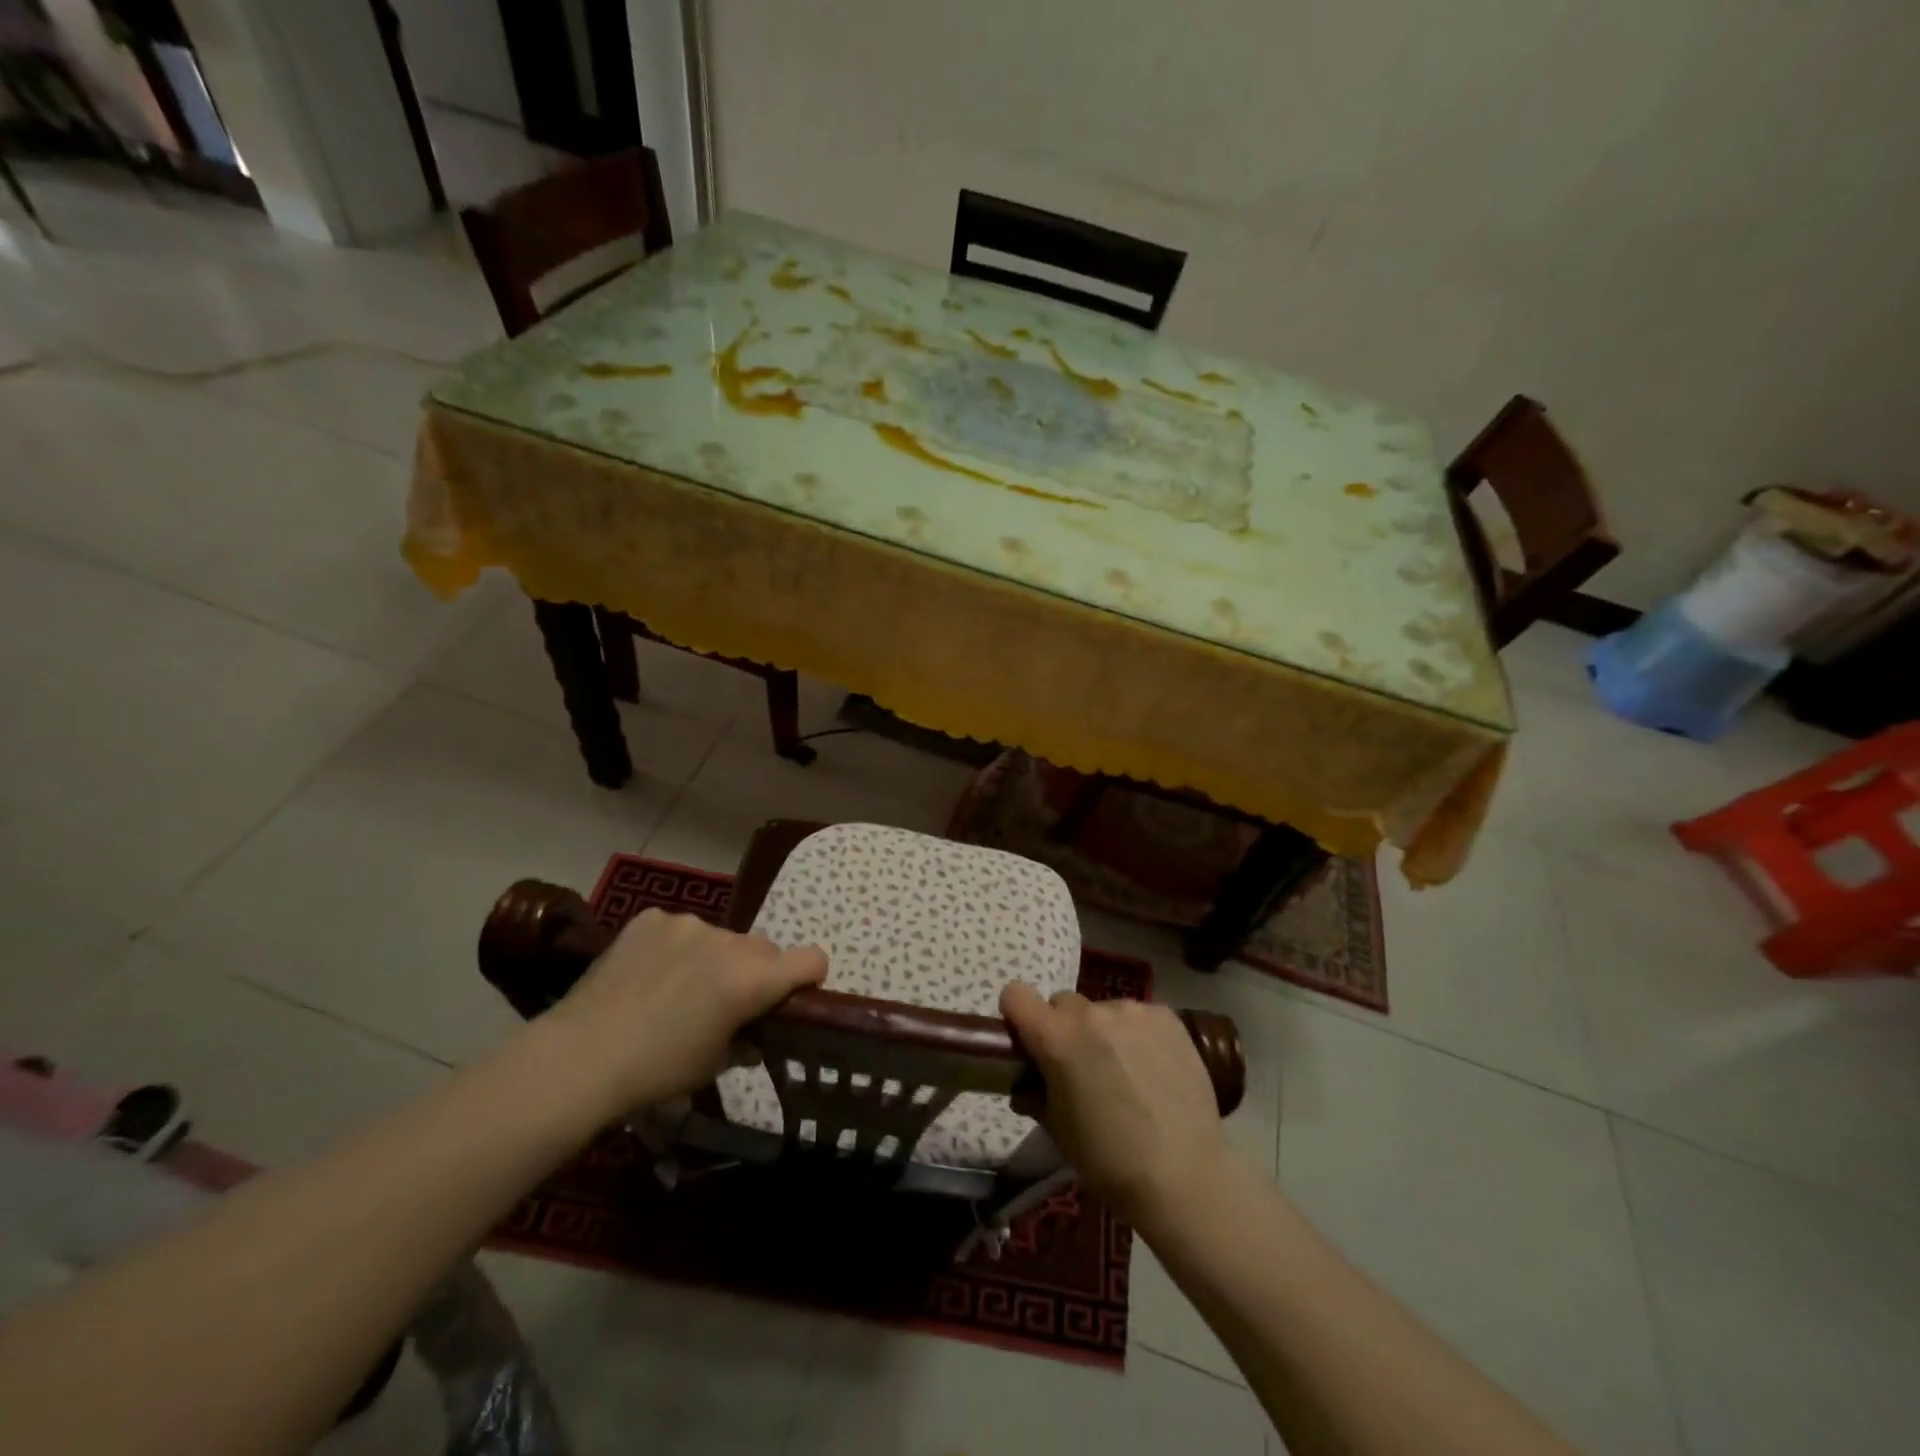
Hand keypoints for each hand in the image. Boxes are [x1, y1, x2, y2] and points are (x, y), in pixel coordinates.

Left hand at [545, 909, 826, 1114]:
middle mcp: (729, 941)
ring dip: (715, 958)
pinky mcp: (653, 918)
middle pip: (764, 948)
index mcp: (751, 979)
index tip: (793, 997)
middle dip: (756, 972)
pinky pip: (680, 930)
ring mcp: (688, 924)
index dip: (810, 977)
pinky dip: (676, 948)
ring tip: (677, 989)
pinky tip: (648, 975)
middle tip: (726, 1003)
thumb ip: (747, 1040)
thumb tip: (755, 1036)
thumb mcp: (714, 1065)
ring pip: (722, 938)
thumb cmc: (656, 1072)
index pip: (812, 959)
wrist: (578, 1057)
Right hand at [1001, 984, 1230, 1221]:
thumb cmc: (1108, 1160)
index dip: (1017, 1016)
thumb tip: (1027, 1080)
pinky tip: (1153, 1069)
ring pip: (1103, 1011)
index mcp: (1056, 1037)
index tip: (1029, 1041)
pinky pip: (1138, 1016)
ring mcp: (1133, 1010)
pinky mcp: (1167, 1017)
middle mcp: (1091, 1013)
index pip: (1016, 995)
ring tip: (1126, 1073)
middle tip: (1082, 1068)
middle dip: (1064, 1029)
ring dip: (1104, 1032)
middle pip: (1063, 1004)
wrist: (1183, 1176)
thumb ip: (1034, 1092)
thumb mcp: (1056, 1129)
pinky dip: (1138, 1035)